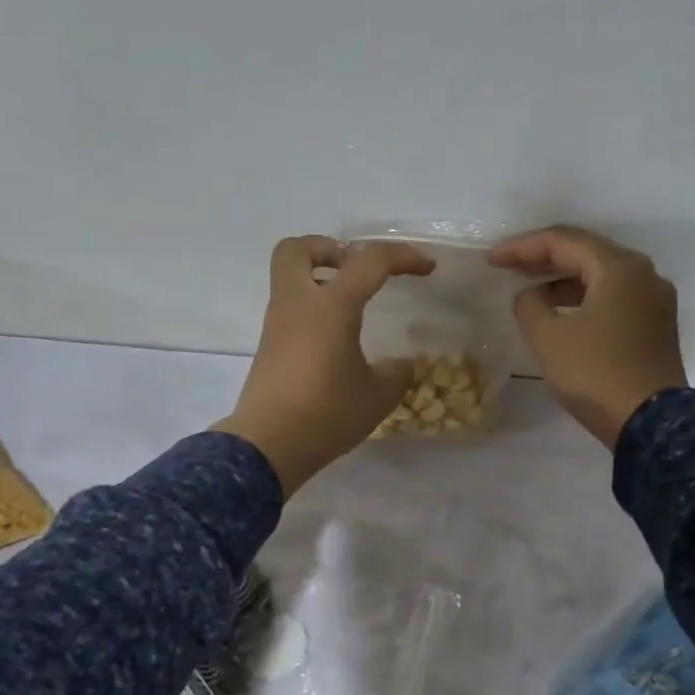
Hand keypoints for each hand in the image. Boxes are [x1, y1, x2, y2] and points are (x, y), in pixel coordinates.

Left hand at [214, 236, 433, 493]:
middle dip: (329, 249)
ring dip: (318, 281)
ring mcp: (277, 326)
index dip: (402, 257)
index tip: (426, 269)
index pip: (369, 261)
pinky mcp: (268, 350)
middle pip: (298, 250)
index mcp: (331, 305)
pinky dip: (311, 312)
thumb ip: (396, 375)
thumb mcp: (377, 397)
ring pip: (289, 280)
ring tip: (351, 309)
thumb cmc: (327, 413)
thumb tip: (401, 365)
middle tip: (355, 270)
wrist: (269, 446)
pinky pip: (289, 312)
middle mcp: (297, 304)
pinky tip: (334, 342)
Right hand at [491, 226, 687, 447]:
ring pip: (602, 278)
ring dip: (564, 282)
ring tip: (531, 293)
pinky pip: (614, 300)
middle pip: (587, 254)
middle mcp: (644, 275)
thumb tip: (530, 296)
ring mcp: (654, 302)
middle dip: (544, 259)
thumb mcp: (548, 338)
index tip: (492, 260)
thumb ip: (529, 306)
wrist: (648, 422)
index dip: (523, 247)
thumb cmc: (596, 374)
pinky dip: (584, 300)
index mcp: (619, 268)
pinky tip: (563, 315)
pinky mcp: (655, 328)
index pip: (564, 241)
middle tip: (509, 268)